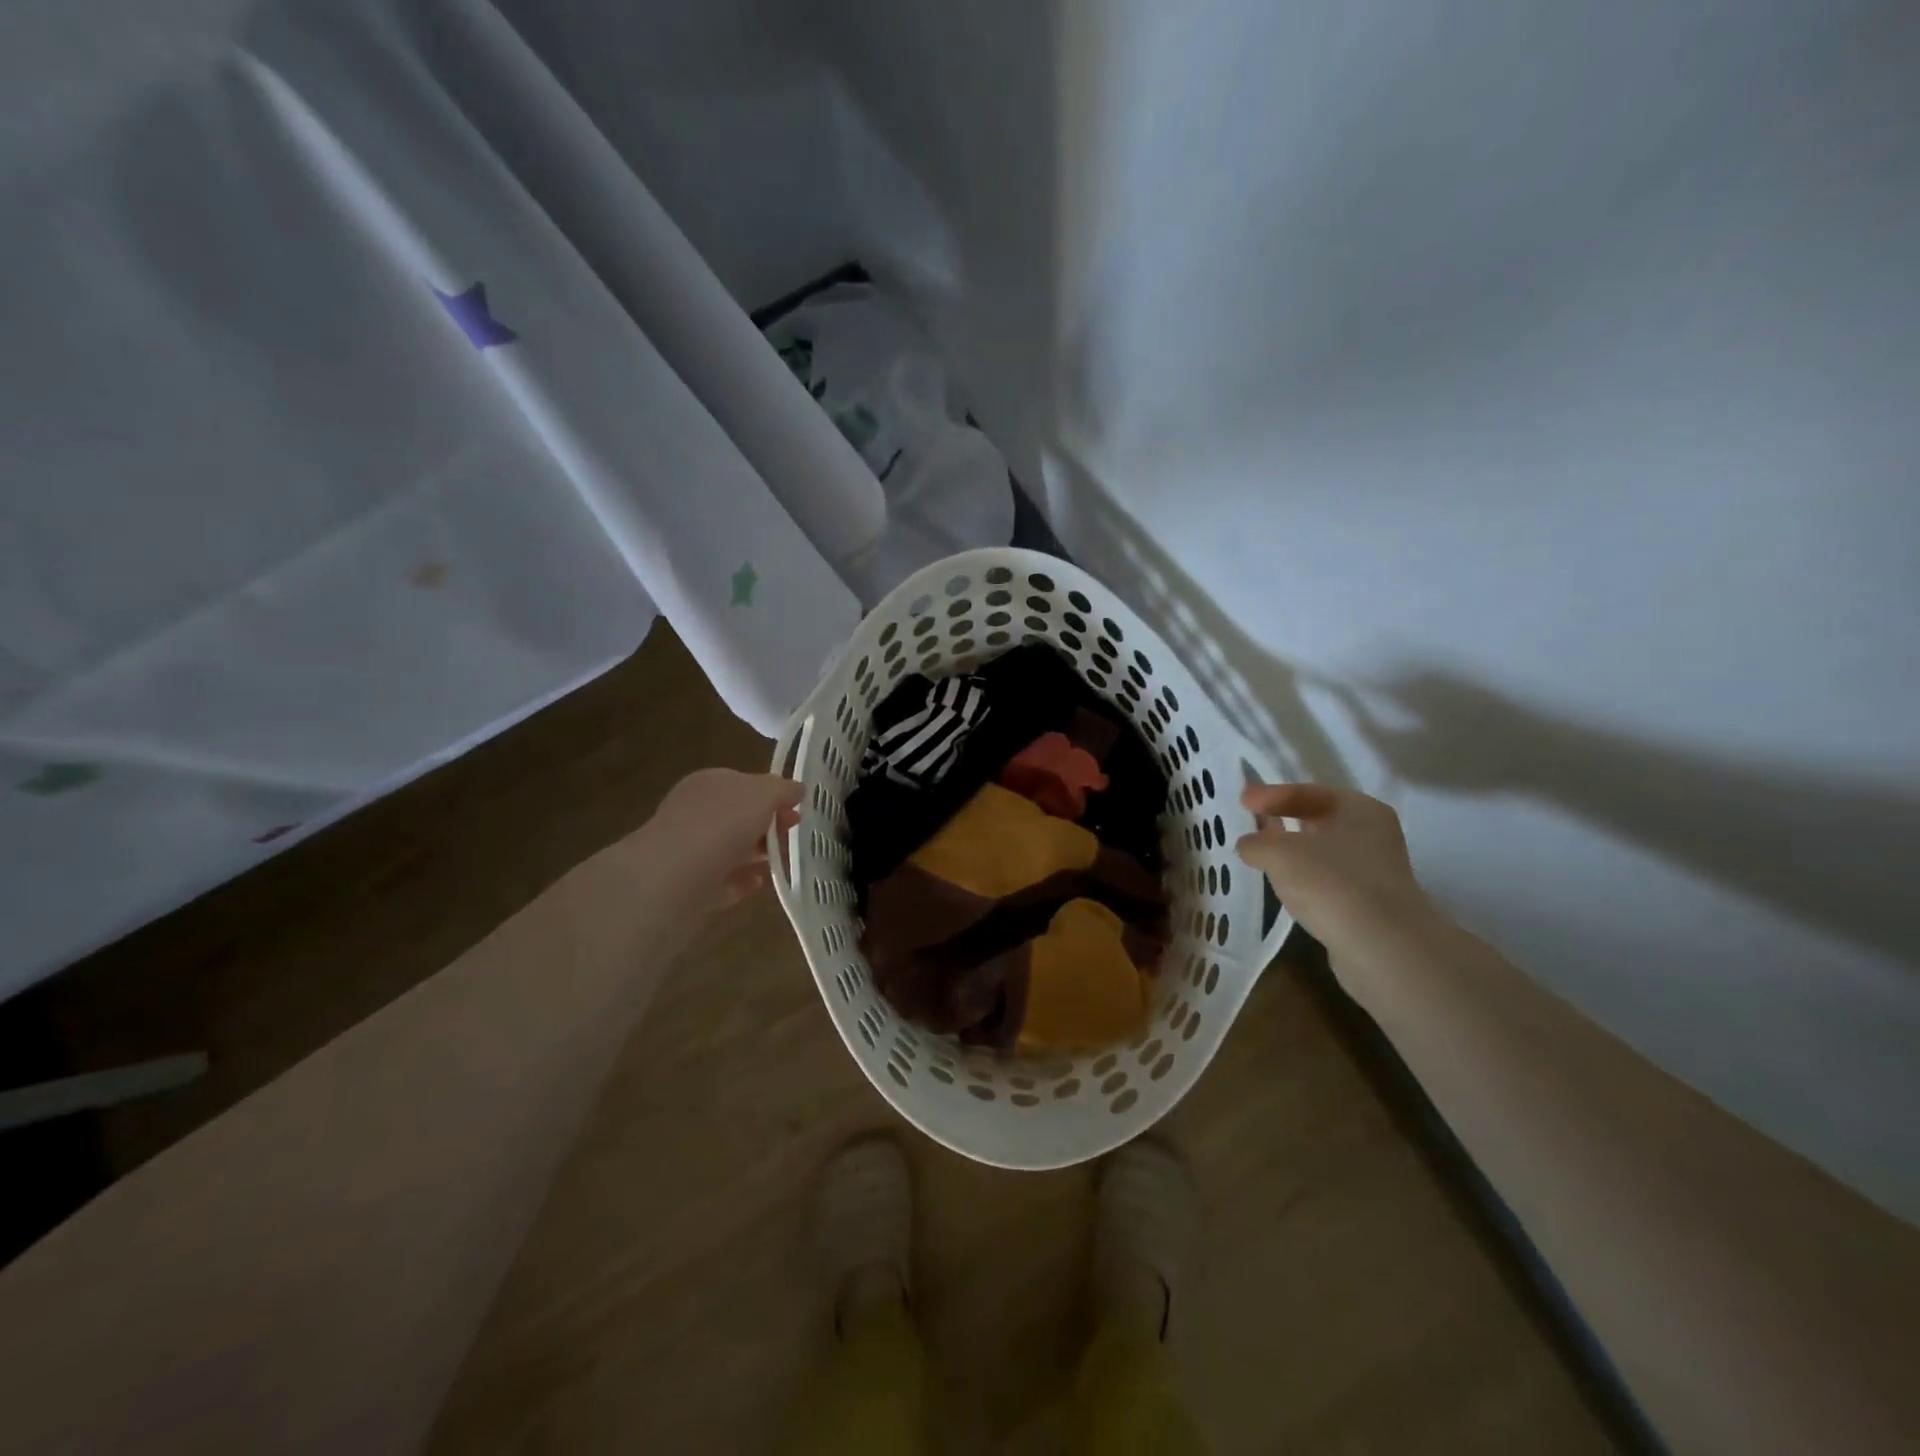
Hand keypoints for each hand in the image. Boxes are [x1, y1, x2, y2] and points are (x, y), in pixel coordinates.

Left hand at [643, 769, 801, 912]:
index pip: (744, 783)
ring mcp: (690, 851)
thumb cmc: (721, 825)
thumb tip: (796, 789)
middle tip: (793, 837)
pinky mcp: (691, 887)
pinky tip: (759, 882)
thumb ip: (782, 789)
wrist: (673, 881)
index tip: (798, 810)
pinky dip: (742, 880)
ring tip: (782, 861)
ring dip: (757, 853)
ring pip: (732, 848)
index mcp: (708, 783)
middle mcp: (695, 813)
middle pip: (739, 816)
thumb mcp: (762, 793)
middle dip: (768, 825)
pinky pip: (723, 880)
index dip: (773, 794)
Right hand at [1235, 783, 1438, 960]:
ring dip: (1293, 853)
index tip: (1242, 801)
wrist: (1383, 947)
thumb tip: (1248, 845)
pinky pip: (1328, 880)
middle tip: (1251, 823)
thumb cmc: (1331, 883)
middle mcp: (1374, 833)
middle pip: (1319, 819)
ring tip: (1261, 857)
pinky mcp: (1369, 903)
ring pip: (1323, 851)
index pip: (1308, 791)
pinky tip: (1285, 888)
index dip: (1271, 794)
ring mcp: (1376, 871)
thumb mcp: (1279, 853)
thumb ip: (1256, 842)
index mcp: (1359, 808)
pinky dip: (1305, 879)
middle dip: (1284, 820)